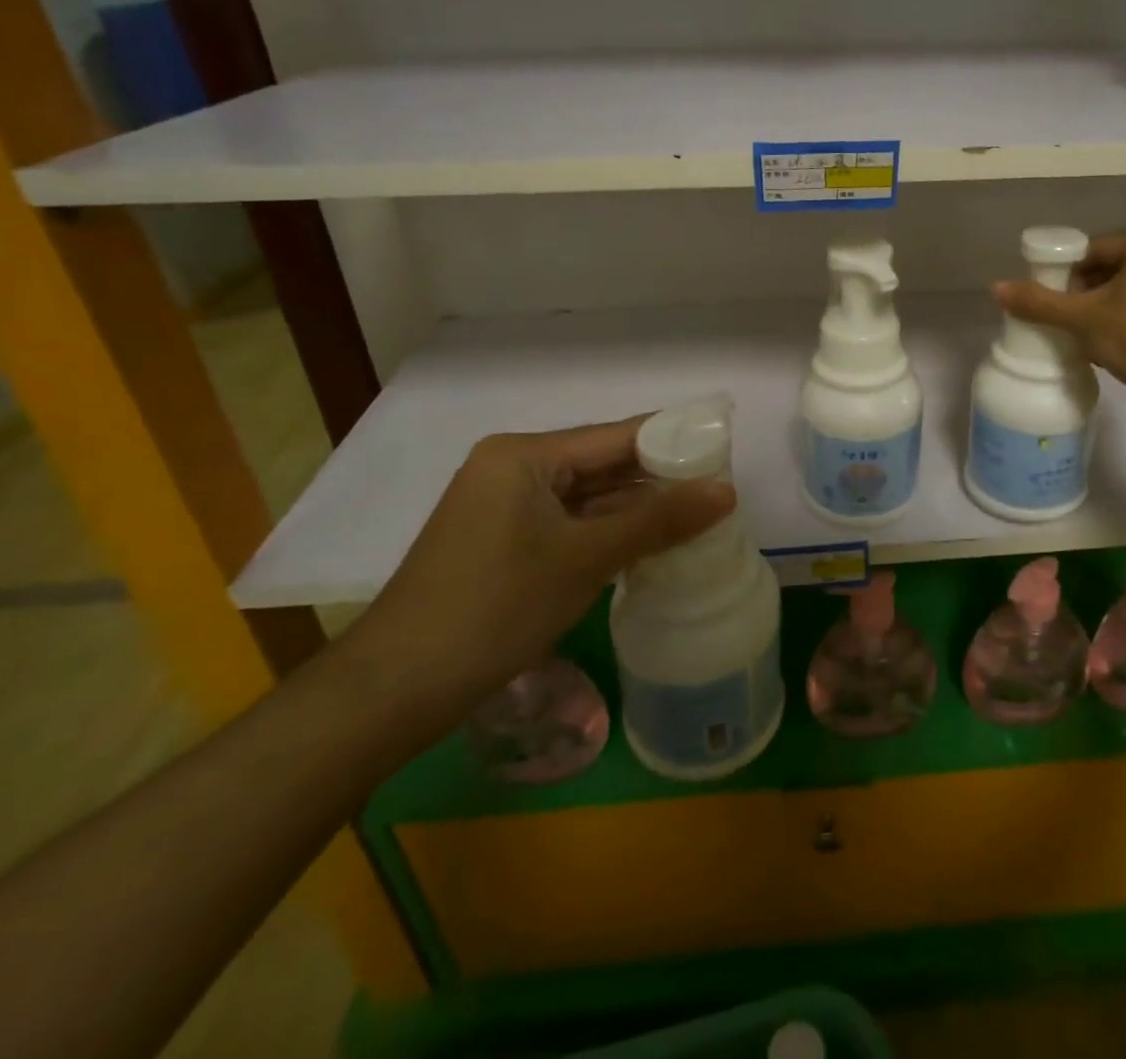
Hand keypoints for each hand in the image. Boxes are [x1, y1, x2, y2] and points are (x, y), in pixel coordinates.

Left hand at [342, 417, 734, 718]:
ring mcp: (504, 506)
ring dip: (635, 510)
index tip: (725, 453)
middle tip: (720, 492)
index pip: (617, 435)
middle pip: (602, 463)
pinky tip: (649, 545)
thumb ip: (659, 520)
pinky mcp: (503, 541)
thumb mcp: (585, 558)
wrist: (396, 689)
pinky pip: (569, 523)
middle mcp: (512, 468)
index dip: (674, 441)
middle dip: (658, 479)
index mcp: (524, 455)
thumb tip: (729, 492)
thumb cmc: (495, 607)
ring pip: (587, 497)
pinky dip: (607, 533)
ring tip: (698, 518)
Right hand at [994, 231, 1125, 398]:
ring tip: (1089, 336)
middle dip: (1088, 292)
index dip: (1067, 272)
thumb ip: (1039, 302)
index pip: (1095, 249)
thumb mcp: (1082, 319)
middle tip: (1068, 320)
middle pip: (1117, 268)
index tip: (1052, 299)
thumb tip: (996, 288)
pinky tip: (1120, 347)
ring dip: (1111, 308)